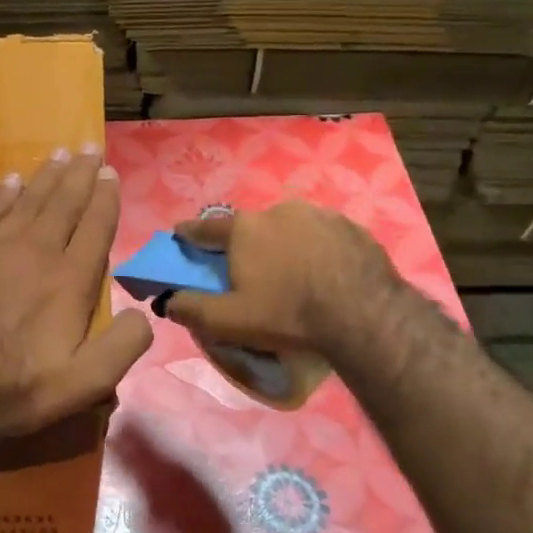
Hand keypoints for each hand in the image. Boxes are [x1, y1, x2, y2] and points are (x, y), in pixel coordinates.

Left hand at [0, 146, 153, 450]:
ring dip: (46, 176)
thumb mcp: (83, 384)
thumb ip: (122, 347)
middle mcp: (35, 252)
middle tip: (90, 148)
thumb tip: (144, 315)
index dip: (106, 198)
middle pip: (63, 203)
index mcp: (69, 281)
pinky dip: (4, 194)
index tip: (111, 173)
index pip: (95, 227)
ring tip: (60, 154)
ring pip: (27, 200)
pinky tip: (11, 181)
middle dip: (80, 174)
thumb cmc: (14, 388)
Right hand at [165, 202, 402, 356]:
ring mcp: (319, 215)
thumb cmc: (287, 314)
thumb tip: (167, 301)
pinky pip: (323, 236)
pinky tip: (324, 273)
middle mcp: (278, 211)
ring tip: (292, 274)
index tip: (180, 236)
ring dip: (285, 245)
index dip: (190, 234)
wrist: (365, 315)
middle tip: (251, 271)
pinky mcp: (352, 227)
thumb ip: (192, 309)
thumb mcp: (230, 321)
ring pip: (290, 228)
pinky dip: (317, 250)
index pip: (206, 228)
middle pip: (251, 228)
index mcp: (244, 229)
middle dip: (246, 245)